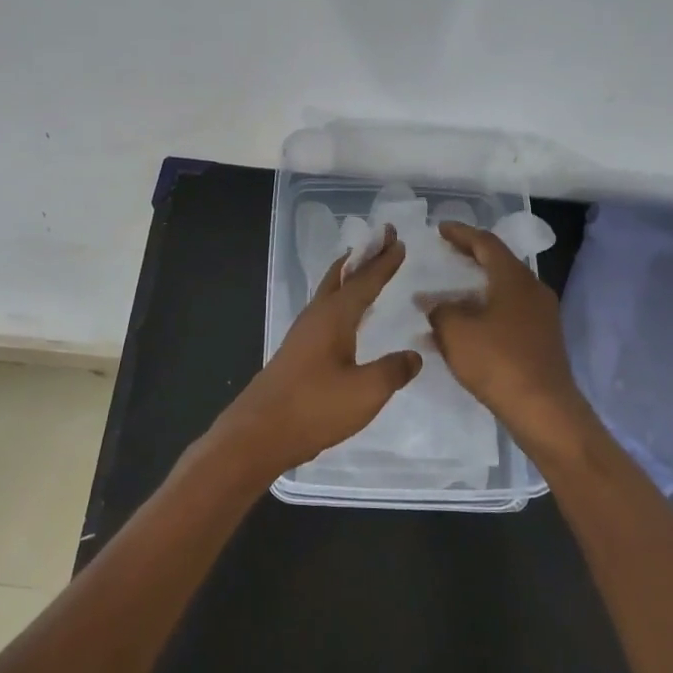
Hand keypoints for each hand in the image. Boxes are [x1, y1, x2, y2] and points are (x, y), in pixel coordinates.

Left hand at [214, 228, 422, 478]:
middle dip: (363, 258)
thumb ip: (393, 371)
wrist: (259, 433)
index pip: (365, 282)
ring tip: (364, 268)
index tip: (400, 242)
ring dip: (349, 276)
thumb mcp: (365, 392)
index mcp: (334, 317)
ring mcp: (302, 334)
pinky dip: (340, 299)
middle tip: (383, 239)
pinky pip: (324, 311)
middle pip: (341, 276)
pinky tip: (346, 316)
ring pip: (329, 292)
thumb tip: (414, 355)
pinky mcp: (297, 352)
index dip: (384, 263)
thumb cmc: (314, 408)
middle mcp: (316, 316)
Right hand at [421, 221, 601, 466]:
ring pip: (502, 292)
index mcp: (514, 278)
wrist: (544, 410)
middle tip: (446, 253)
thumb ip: (440, 310)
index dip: (461, 234)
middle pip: (498, 265)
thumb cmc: (498, 361)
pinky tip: (462, 330)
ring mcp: (541, 317)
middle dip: (470, 258)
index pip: (486, 243)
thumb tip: (436, 305)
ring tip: (445, 295)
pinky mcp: (541, 341)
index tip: (441, 228)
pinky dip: (483, 313)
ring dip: (473, 291)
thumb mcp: (456, 331)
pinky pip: (507, 315)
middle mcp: (533, 290)